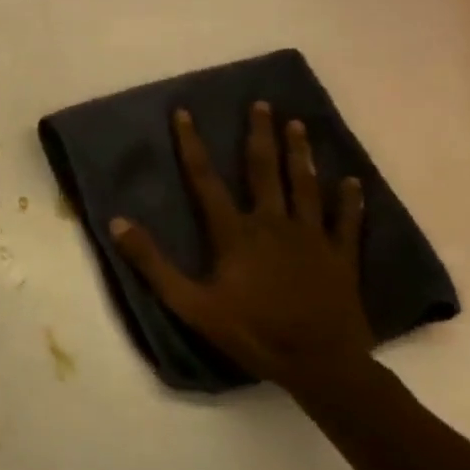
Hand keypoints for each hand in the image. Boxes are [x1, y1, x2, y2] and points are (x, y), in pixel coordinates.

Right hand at [110, 103, 369, 393]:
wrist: (321, 366)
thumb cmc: (251, 332)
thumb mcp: (190, 303)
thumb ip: (152, 263)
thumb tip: (117, 222)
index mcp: (236, 232)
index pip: (206, 179)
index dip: (192, 144)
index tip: (185, 113)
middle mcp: (273, 224)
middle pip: (264, 170)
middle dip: (260, 135)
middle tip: (262, 104)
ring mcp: (312, 238)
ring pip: (305, 186)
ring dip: (300, 153)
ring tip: (297, 125)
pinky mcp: (341, 257)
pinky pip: (347, 222)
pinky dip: (349, 200)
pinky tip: (352, 181)